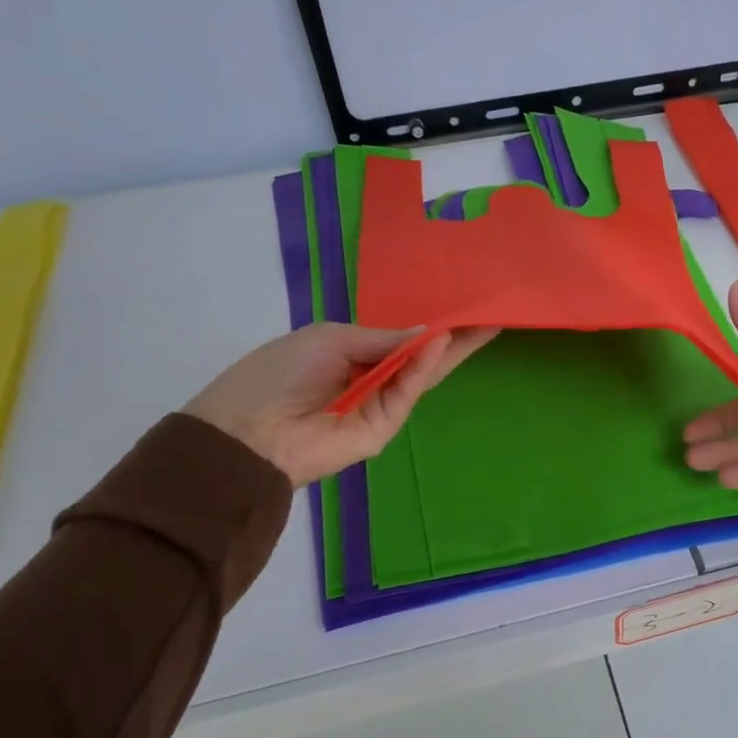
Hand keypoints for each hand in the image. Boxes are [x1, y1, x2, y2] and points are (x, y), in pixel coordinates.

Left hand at [184, 323, 497, 484]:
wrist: (247, 432)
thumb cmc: (278, 374)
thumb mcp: (328, 340)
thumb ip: (379, 339)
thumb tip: (426, 334)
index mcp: (351, 356)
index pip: (400, 340)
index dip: (429, 325)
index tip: (463, 305)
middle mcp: (369, 380)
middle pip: (420, 358)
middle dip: (454, 338)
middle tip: (490, 315)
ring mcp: (378, 407)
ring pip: (421, 376)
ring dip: (450, 350)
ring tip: (483, 323)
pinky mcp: (382, 429)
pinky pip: (405, 394)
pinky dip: (422, 368)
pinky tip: (439, 343)